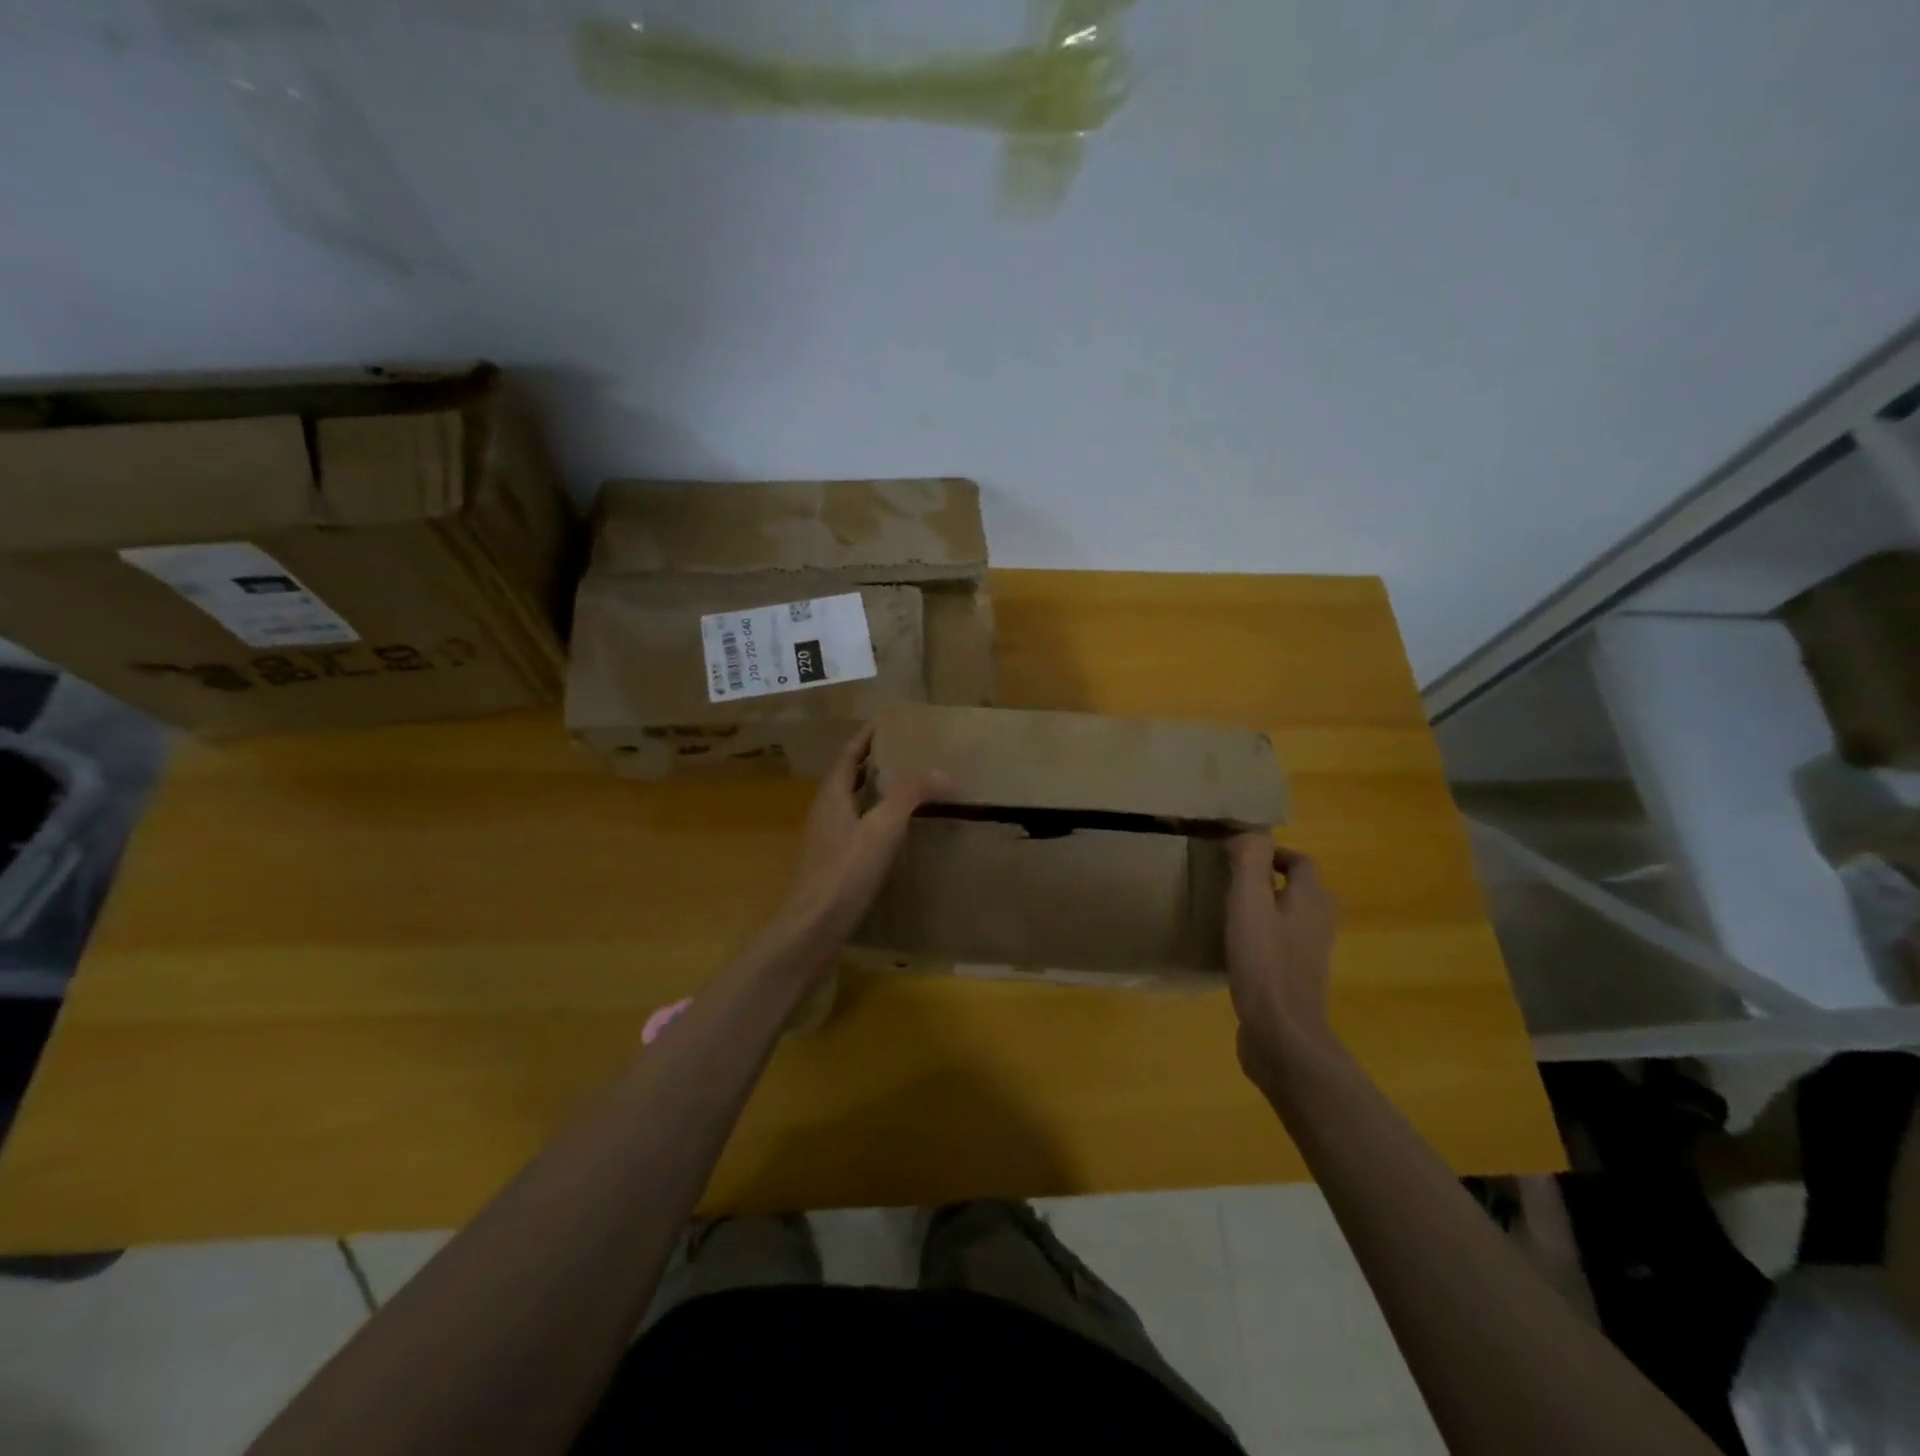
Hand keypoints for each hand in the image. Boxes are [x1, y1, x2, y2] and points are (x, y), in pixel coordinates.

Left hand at [772, 725, 948, 950]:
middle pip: (848, 778)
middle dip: (872, 763)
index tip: (887, 724)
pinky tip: (893, 834)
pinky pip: (855, 829)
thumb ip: (910, 795)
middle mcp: (824, 813)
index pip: (848, 755)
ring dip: (873, 792)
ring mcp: (825, 841)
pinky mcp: (831, 865)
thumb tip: (942, 771)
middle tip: (905, 754)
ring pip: (851, 805)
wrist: (813, 928)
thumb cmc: (845, 872)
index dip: (866, 737)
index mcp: (832, 795)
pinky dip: (874, 820)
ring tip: (905, 789)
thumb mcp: (882, 828)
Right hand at [1225, 835, 1340, 1090]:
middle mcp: (1318, 924)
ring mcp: (1310, 955)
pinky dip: (1265, 937)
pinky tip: (1238, 948)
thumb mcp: (1249, 903)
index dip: (1273, 853)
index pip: (1301, 862)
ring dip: (1269, 908)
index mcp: (1311, 900)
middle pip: (1301, 890)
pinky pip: (1283, 945)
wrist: (1282, 1035)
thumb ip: (1249, 863)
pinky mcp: (1297, 980)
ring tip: (1233, 910)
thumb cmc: (1264, 962)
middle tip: (1233, 880)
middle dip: (1272, 879)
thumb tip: (1248, 833)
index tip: (1238, 855)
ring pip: (1292, 918)